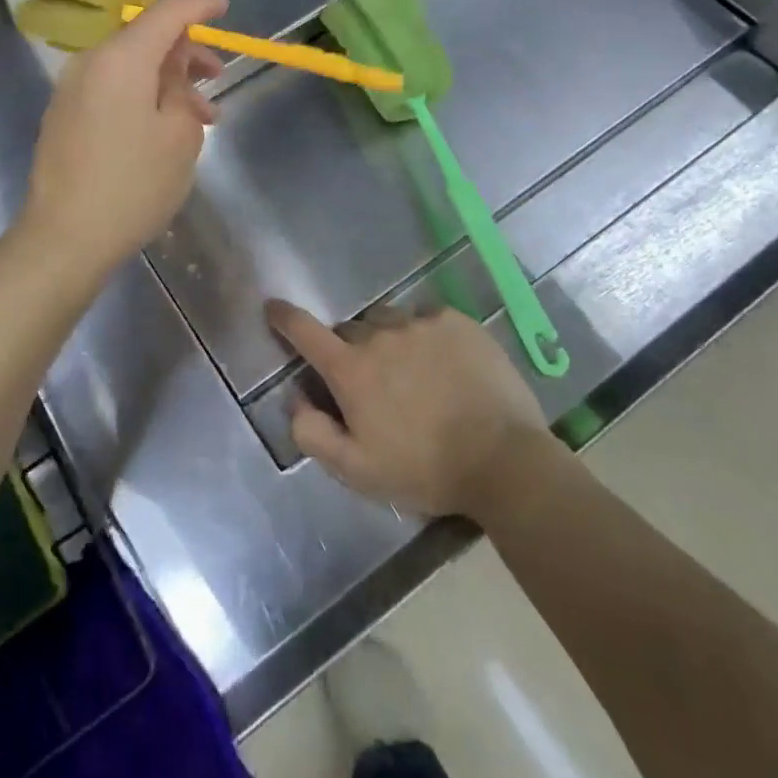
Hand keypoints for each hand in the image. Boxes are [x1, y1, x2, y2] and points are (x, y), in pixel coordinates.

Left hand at [20, 0, 227, 284]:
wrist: (65, 238)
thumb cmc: (132, 184)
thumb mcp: (178, 135)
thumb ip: (181, 86)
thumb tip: (173, 66)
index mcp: (120, 58)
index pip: (165, 13)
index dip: (198, 6)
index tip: (224, 6)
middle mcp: (90, 63)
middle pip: (145, 40)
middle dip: (186, 54)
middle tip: (218, 78)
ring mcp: (71, 90)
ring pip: (129, 68)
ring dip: (167, 82)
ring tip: (200, 118)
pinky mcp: (64, 116)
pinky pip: (111, 89)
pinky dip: (142, 96)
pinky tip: (164, 129)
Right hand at [269, 299, 565, 519]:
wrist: (503, 459)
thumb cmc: (425, 470)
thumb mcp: (358, 470)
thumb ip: (313, 434)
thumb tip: (294, 399)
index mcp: (351, 369)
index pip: (304, 331)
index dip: (284, 317)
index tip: (273, 307)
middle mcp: (380, 335)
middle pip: (350, 329)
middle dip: (351, 349)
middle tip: (371, 381)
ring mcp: (420, 323)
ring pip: (389, 320)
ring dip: (389, 340)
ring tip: (412, 372)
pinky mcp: (455, 321)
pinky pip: (426, 318)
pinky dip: (425, 335)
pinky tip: (444, 364)